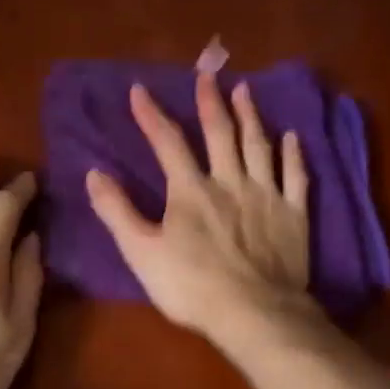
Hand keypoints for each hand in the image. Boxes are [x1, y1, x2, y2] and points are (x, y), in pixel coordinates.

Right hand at [85, 73, 312, 342]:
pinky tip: (292, 138)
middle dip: (210, 102)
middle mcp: (230, 182)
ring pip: (258, 145)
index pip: (167, 142)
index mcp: (190, 190)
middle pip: (220, 133)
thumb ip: (117, 211)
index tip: (140, 90)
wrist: (254, 313)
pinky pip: (295, 176)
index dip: (151, 115)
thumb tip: (94, 173)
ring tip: (246, 91)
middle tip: (208, 75)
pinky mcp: (294, 214)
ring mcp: (266, 195)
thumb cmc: (192, 287)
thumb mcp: (141, 252)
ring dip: (251, 116)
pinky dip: (293, 154)